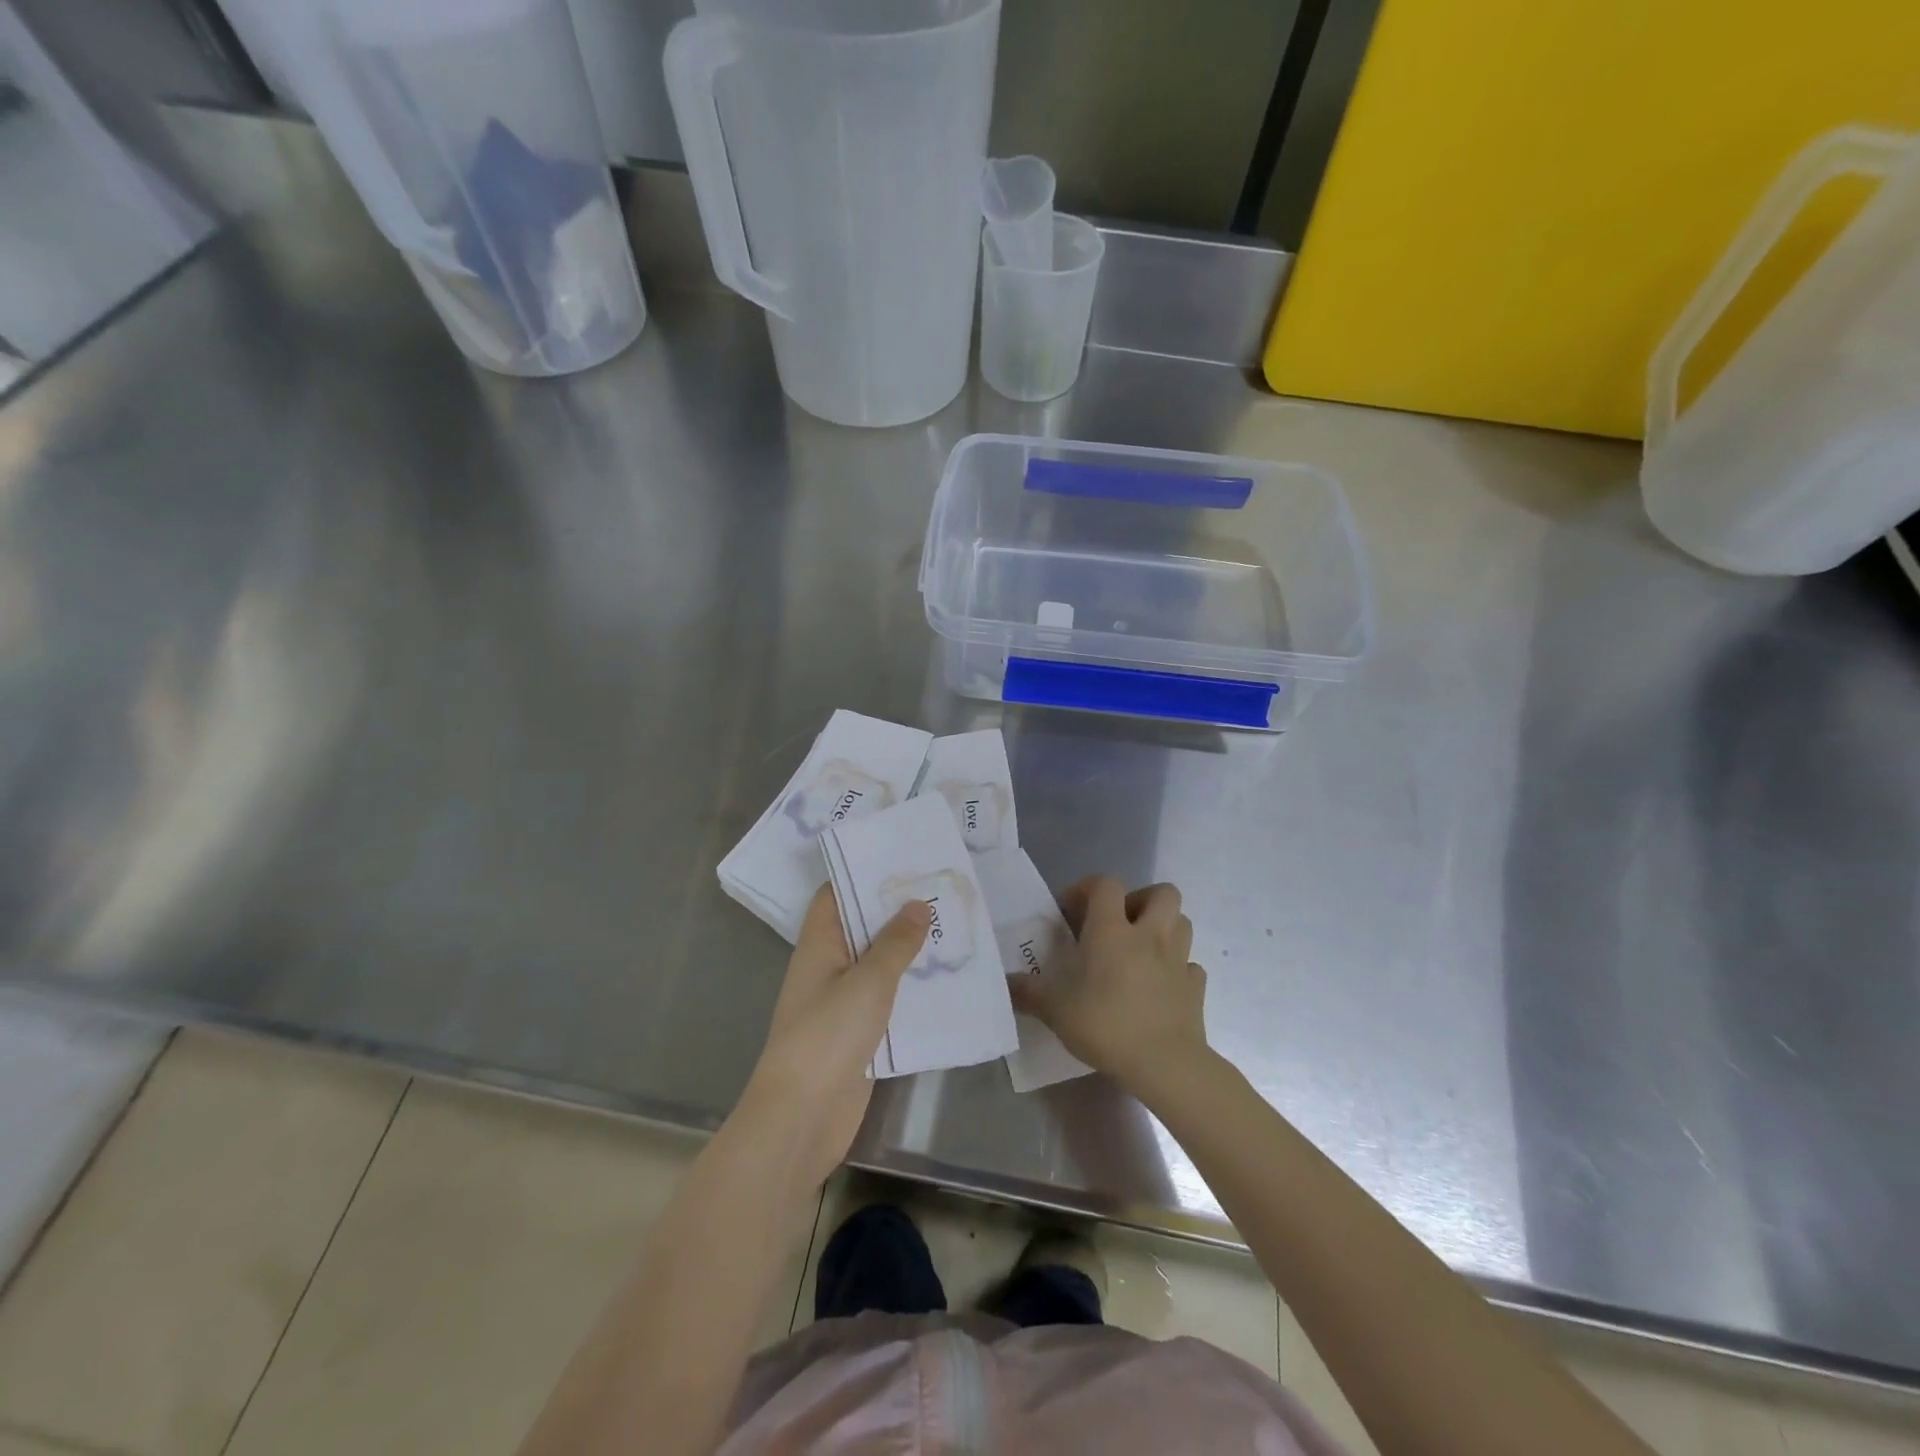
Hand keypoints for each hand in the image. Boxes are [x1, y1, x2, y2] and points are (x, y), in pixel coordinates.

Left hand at [737, 884, 928, 1188]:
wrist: (802, 1118)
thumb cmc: (828, 1035)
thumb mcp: (868, 981)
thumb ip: (895, 943)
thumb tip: (917, 904)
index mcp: (820, 945)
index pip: (836, 895)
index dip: (864, 875)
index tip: (904, 860)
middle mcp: (829, 967)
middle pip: (862, 928)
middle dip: (897, 912)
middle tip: (942, 891)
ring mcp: (842, 1003)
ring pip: (879, 965)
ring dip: (909, 951)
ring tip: (954, 929)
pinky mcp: (859, 1035)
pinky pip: (887, 1001)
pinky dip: (911, 990)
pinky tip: (946, 981)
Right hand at [1011, 875, 1212, 1099]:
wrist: (1165, 1064)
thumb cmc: (1106, 1025)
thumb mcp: (1055, 1010)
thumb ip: (1028, 992)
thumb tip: (1005, 982)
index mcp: (1113, 930)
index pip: (1106, 884)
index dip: (1087, 888)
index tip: (1071, 912)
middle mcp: (1150, 935)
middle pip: (1162, 892)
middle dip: (1140, 900)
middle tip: (1119, 925)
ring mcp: (1178, 960)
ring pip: (1182, 922)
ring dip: (1163, 928)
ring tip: (1141, 950)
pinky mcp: (1196, 988)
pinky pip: (1190, 966)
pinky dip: (1177, 969)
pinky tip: (1160, 986)